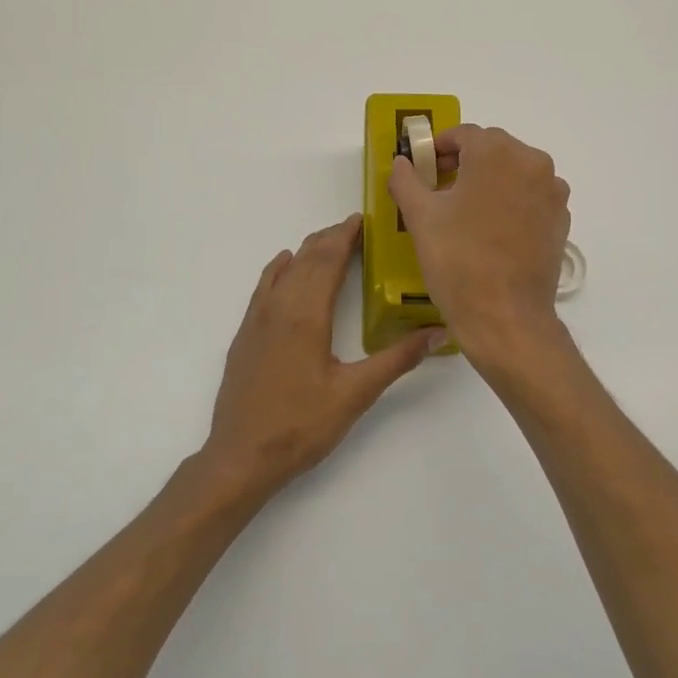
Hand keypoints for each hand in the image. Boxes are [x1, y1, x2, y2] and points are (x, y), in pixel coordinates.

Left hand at [202, 214, 444, 496]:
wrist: (240, 458)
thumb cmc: (301, 426)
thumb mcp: (355, 394)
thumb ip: (396, 359)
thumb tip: (437, 332)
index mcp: (306, 315)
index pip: (328, 260)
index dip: (345, 236)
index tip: (363, 220)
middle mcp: (279, 307)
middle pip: (306, 258)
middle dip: (330, 238)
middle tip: (354, 229)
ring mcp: (256, 320)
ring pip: (283, 270)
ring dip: (306, 251)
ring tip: (328, 243)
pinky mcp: (244, 335)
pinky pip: (264, 286)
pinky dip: (279, 269)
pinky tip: (284, 266)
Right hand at [389, 125, 570, 366]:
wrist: (505, 317)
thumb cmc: (458, 260)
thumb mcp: (420, 217)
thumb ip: (406, 179)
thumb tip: (402, 162)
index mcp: (497, 153)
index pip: (464, 134)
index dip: (438, 147)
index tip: (422, 167)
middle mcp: (533, 162)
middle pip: (492, 149)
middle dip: (464, 162)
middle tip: (437, 187)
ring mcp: (553, 191)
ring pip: (514, 172)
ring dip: (489, 180)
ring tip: (464, 210)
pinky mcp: (561, 219)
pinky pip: (530, 196)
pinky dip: (510, 201)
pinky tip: (491, 229)